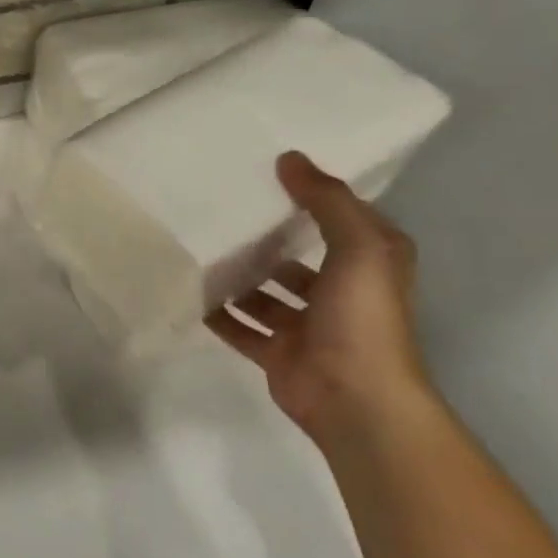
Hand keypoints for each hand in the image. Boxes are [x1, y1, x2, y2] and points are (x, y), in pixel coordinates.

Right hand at [207, 152, 434, 440]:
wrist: (355, 399)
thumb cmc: (362, 318)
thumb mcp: (359, 247)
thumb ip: (328, 202)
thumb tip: (289, 159)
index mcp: (368, 266)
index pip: (340, 222)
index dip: (311, 198)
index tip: (267, 174)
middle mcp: (340, 294)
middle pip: (296, 259)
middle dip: (264, 240)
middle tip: (218, 212)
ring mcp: (306, 326)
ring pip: (264, 293)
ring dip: (237, 277)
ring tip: (197, 248)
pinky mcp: (276, 353)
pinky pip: (239, 327)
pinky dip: (217, 313)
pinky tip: (189, 292)